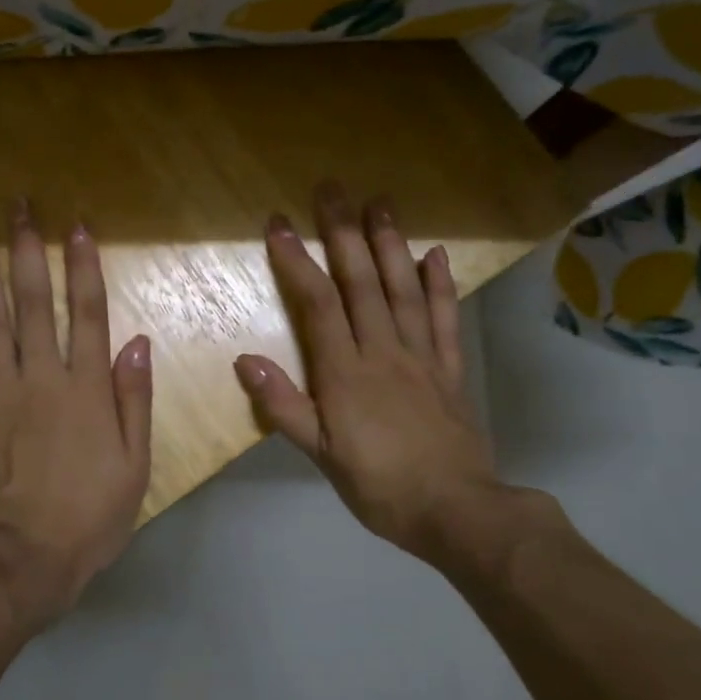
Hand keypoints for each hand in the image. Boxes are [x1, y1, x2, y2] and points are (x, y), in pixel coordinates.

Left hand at [0, 202, 151, 634]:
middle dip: (27, 252)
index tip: (76, 228)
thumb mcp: (134, 466)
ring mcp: (1, 393)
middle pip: (32, 304)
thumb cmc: (89, 516)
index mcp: (85, 390)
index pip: (85, 315)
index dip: (81, 269)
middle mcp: (41, 379)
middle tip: (18, 207)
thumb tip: (137, 343)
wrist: (22, 557)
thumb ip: (133, 401)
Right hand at [235, 183, 542, 575]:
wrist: (456, 511)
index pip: (318, 304)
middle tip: (333, 188)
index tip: (278, 222)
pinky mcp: (450, 369)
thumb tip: (244, 359)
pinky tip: (435, 254)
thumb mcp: (321, 455)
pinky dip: (439, 285)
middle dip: (343, 233)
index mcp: (346, 373)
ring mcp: (421, 357)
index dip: (296, 260)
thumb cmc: (379, 486)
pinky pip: (444, 319)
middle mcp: (383, 351)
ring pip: (403, 290)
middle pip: (361, 283)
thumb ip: (283, 406)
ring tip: (380, 201)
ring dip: (390, 243)